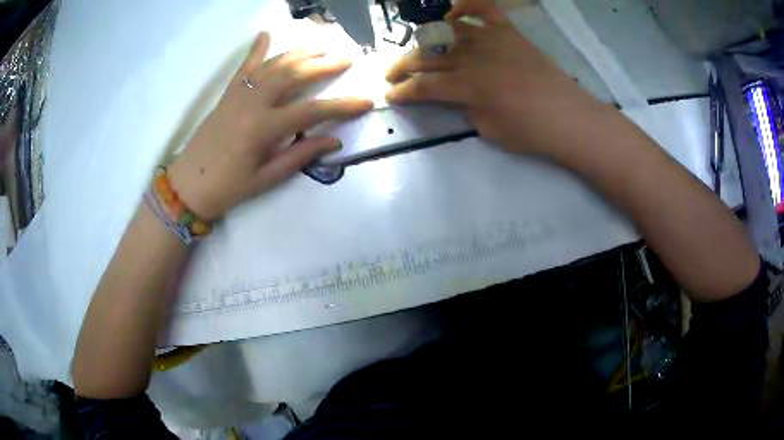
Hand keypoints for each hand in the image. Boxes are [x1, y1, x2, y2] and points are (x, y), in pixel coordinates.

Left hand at [169, 32, 372, 219]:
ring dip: (299, 53)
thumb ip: (299, 156)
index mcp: (263, 128)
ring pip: (273, 65)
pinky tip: (265, 34)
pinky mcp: (227, 95)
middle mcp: (252, 103)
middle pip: (294, 75)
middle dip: (324, 65)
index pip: (312, 111)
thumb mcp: (266, 179)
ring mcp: (238, 95)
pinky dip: (256, 50)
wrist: (187, 186)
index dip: (342, 106)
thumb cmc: (227, 188)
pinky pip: (244, 67)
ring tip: (321, 47)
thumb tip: (334, 141)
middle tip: (347, 58)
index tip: (366, 101)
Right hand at [386, 0, 602, 158]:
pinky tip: (453, 11)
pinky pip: (484, 9)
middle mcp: (474, 57)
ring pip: (447, 31)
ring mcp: (492, 39)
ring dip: (426, 39)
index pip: (424, 86)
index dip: (403, 92)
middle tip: (392, 74)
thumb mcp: (488, 129)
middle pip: (428, 56)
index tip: (390, 96)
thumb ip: (465, 108)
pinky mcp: (509, 32)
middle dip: (404, 66)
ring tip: (418, 48)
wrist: (569, 118)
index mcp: (468, 86)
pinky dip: (466, 5)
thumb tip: (455, 94)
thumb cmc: (531, 132)